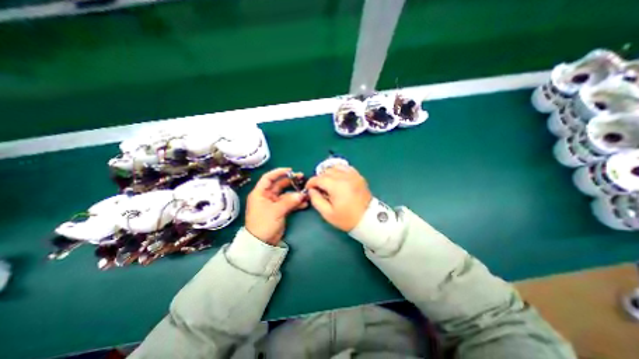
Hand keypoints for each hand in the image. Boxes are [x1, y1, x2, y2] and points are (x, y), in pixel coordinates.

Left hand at [245, 166, 307, 244]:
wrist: (262, 242)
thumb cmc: (264, 223)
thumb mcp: (276, 211)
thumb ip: (290, 201)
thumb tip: (302, 195)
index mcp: (260, 193)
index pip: (268, 178)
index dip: (278, 172)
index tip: (290, 170)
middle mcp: (267, 196)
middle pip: (279, 185)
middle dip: (290, 182)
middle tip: (302, 178)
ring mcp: (274, 203)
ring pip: (286, 194)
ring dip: (296, 193)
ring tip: (306, 192)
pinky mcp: (280, 210)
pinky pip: (289, 203)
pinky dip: (296, 203)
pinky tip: (305, 203)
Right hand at [305, 165, 372, 231]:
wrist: (368, 219)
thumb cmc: (347, 218)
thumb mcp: (327, 213)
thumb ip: (316, 200)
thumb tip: (311, 190)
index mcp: (336, 186)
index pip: (318, 178)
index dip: (311, 183)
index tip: (309, 189)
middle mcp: (344, 177)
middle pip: (326, 171)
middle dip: (319, 179)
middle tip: (319, 189)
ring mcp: (353, 175)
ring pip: (335, 167)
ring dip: (329, 173)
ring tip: (328, 183)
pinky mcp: (358, 176)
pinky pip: (346, 168)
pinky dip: (339, 171)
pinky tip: (338, 178)